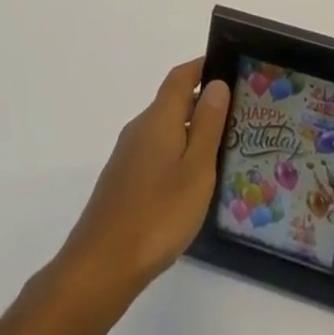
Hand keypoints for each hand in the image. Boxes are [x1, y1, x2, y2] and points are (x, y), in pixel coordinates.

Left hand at [57, 58, 231, 291]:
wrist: (100, 267)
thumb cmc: (157, 214)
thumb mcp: (196, 169)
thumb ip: (208, 124)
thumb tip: (217, 83)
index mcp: (159, 117)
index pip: (181, 76)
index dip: (202, 67)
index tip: (226, 68)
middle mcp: (140, 127)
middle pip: (172, 102)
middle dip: (200, 103)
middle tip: (233, 117)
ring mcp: (126, 155)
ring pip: (163, 130)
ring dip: (187, 132)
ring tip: (216, 151)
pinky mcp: (120, 181)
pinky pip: (153, 153)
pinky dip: (173, 155)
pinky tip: (186, 184)